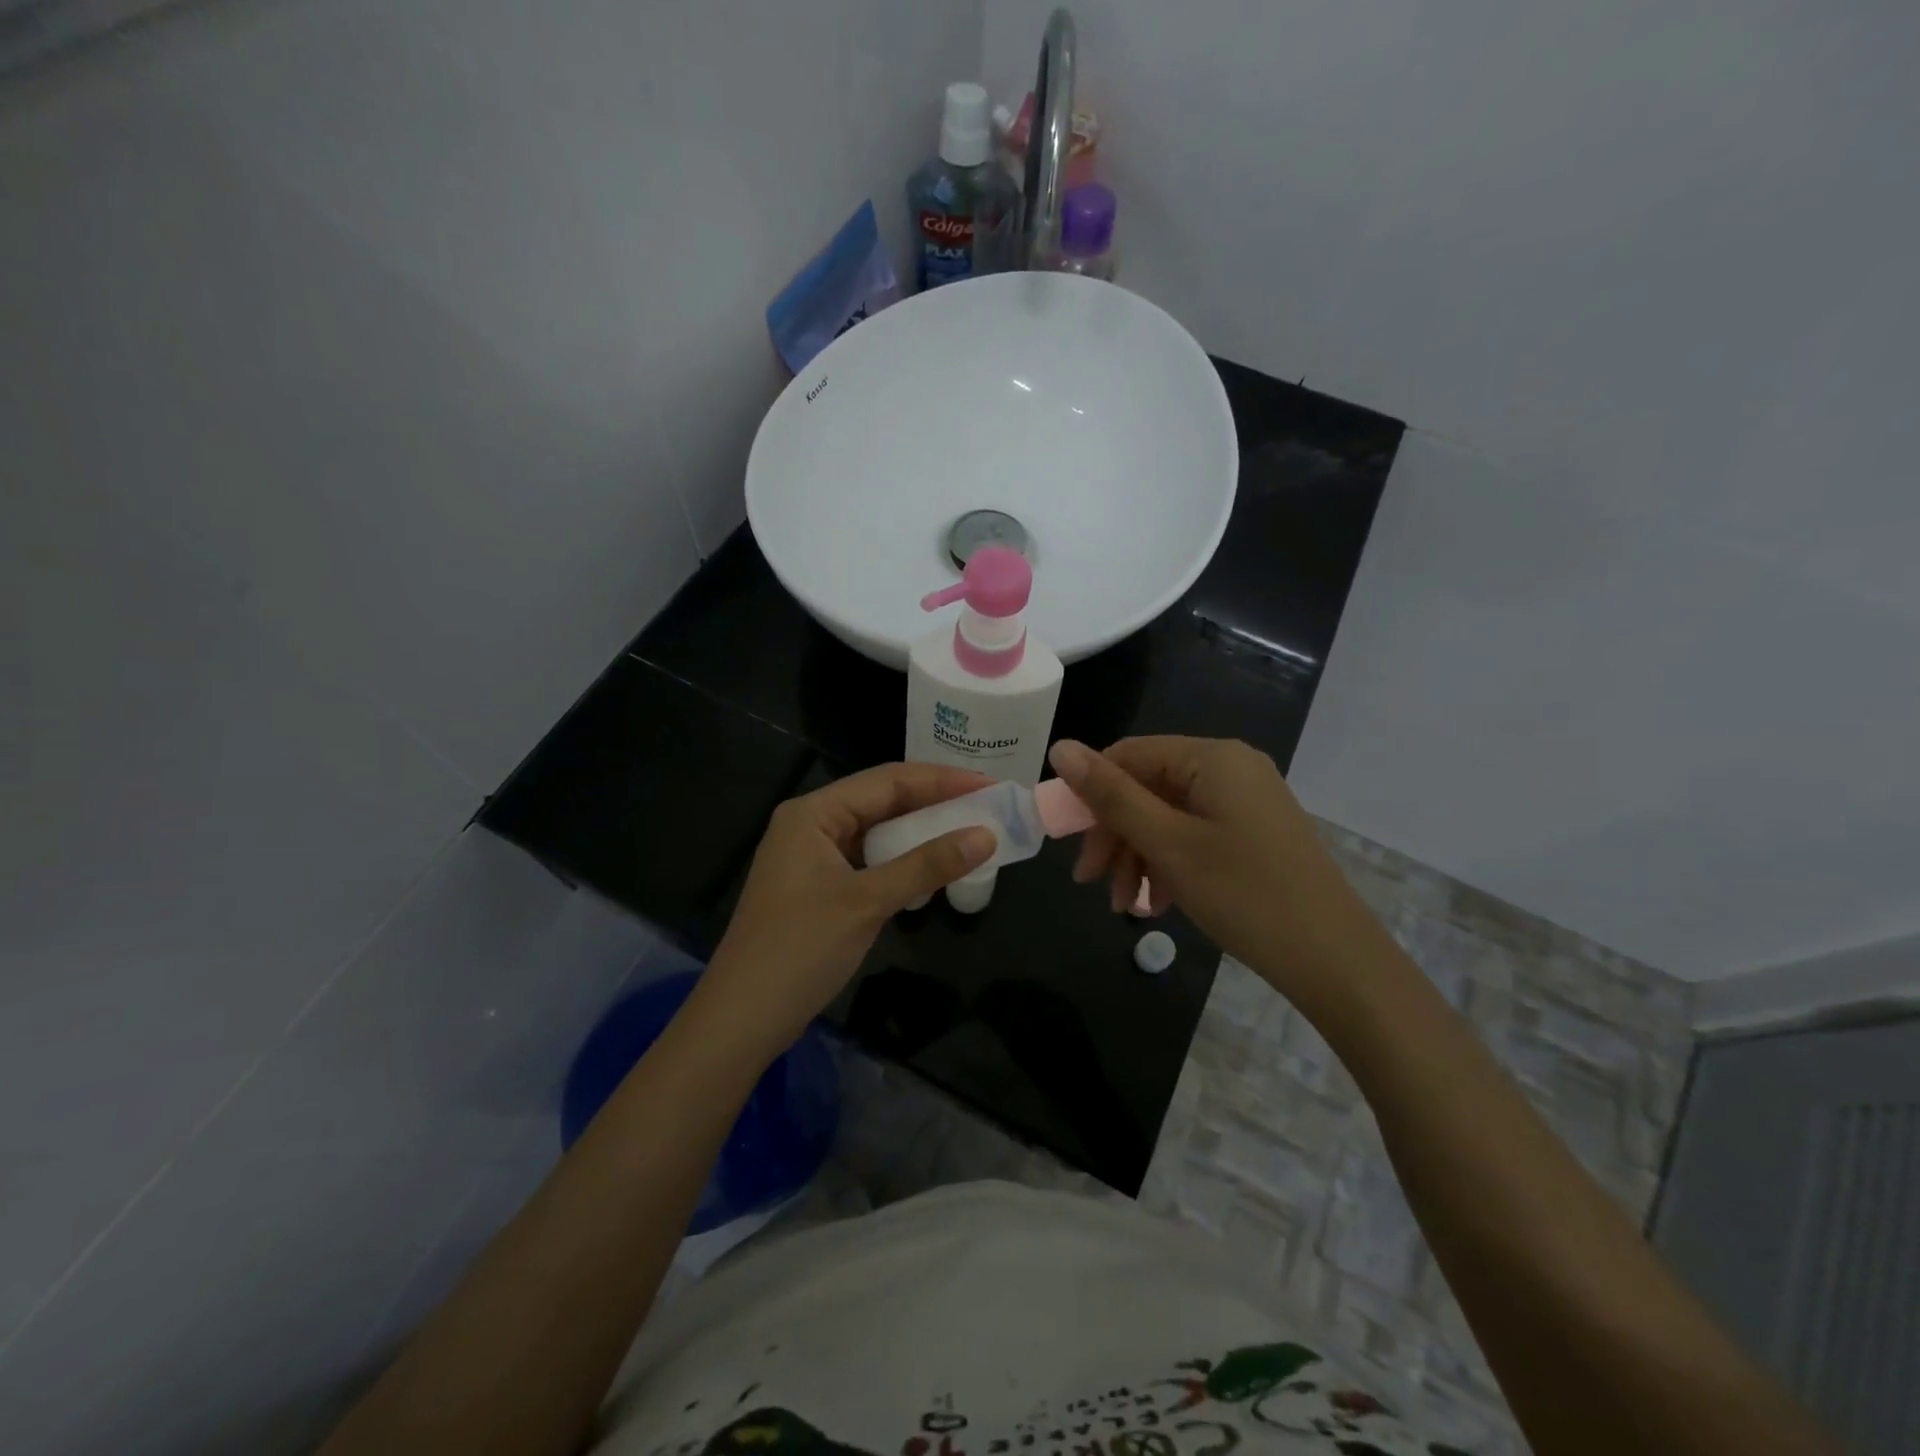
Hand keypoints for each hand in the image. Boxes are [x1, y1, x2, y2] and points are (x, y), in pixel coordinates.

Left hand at [691, 763, 996, 1060]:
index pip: (888, 780)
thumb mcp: (868, 902)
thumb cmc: (800, 950)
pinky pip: (868, 859)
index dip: (943, 780)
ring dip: (920, 832)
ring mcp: (812, 856)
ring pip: (877, 831)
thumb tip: (986, 835)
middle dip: (935, 803)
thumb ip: (927, 865)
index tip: (991, 786)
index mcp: (813, 813)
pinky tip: (931, 868)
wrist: (741, 1019)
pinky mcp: (818, 886)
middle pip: (882, 800)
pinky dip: (901, 861)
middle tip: (988, 806)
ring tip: (969, 831)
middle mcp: (811, 824)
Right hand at [1046, 737, 1385, 1006]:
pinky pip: (1194, 834)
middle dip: (1115, 835)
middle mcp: (1229, 767)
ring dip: (1138, 856)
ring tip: (1125, 904)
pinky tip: (1156, 902)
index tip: (1069, 843)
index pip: (1128, 755)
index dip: (1090, 794)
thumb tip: (1060, 747)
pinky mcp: (1253, 832)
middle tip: (1090, 882)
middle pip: (1147, 787)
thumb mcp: (1167, 843)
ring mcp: (1245, 800)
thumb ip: (1111, 795)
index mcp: (1211, 757)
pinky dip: (1168, 863)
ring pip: (1167, 815)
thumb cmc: (1243, 893)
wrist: (1334, 959)